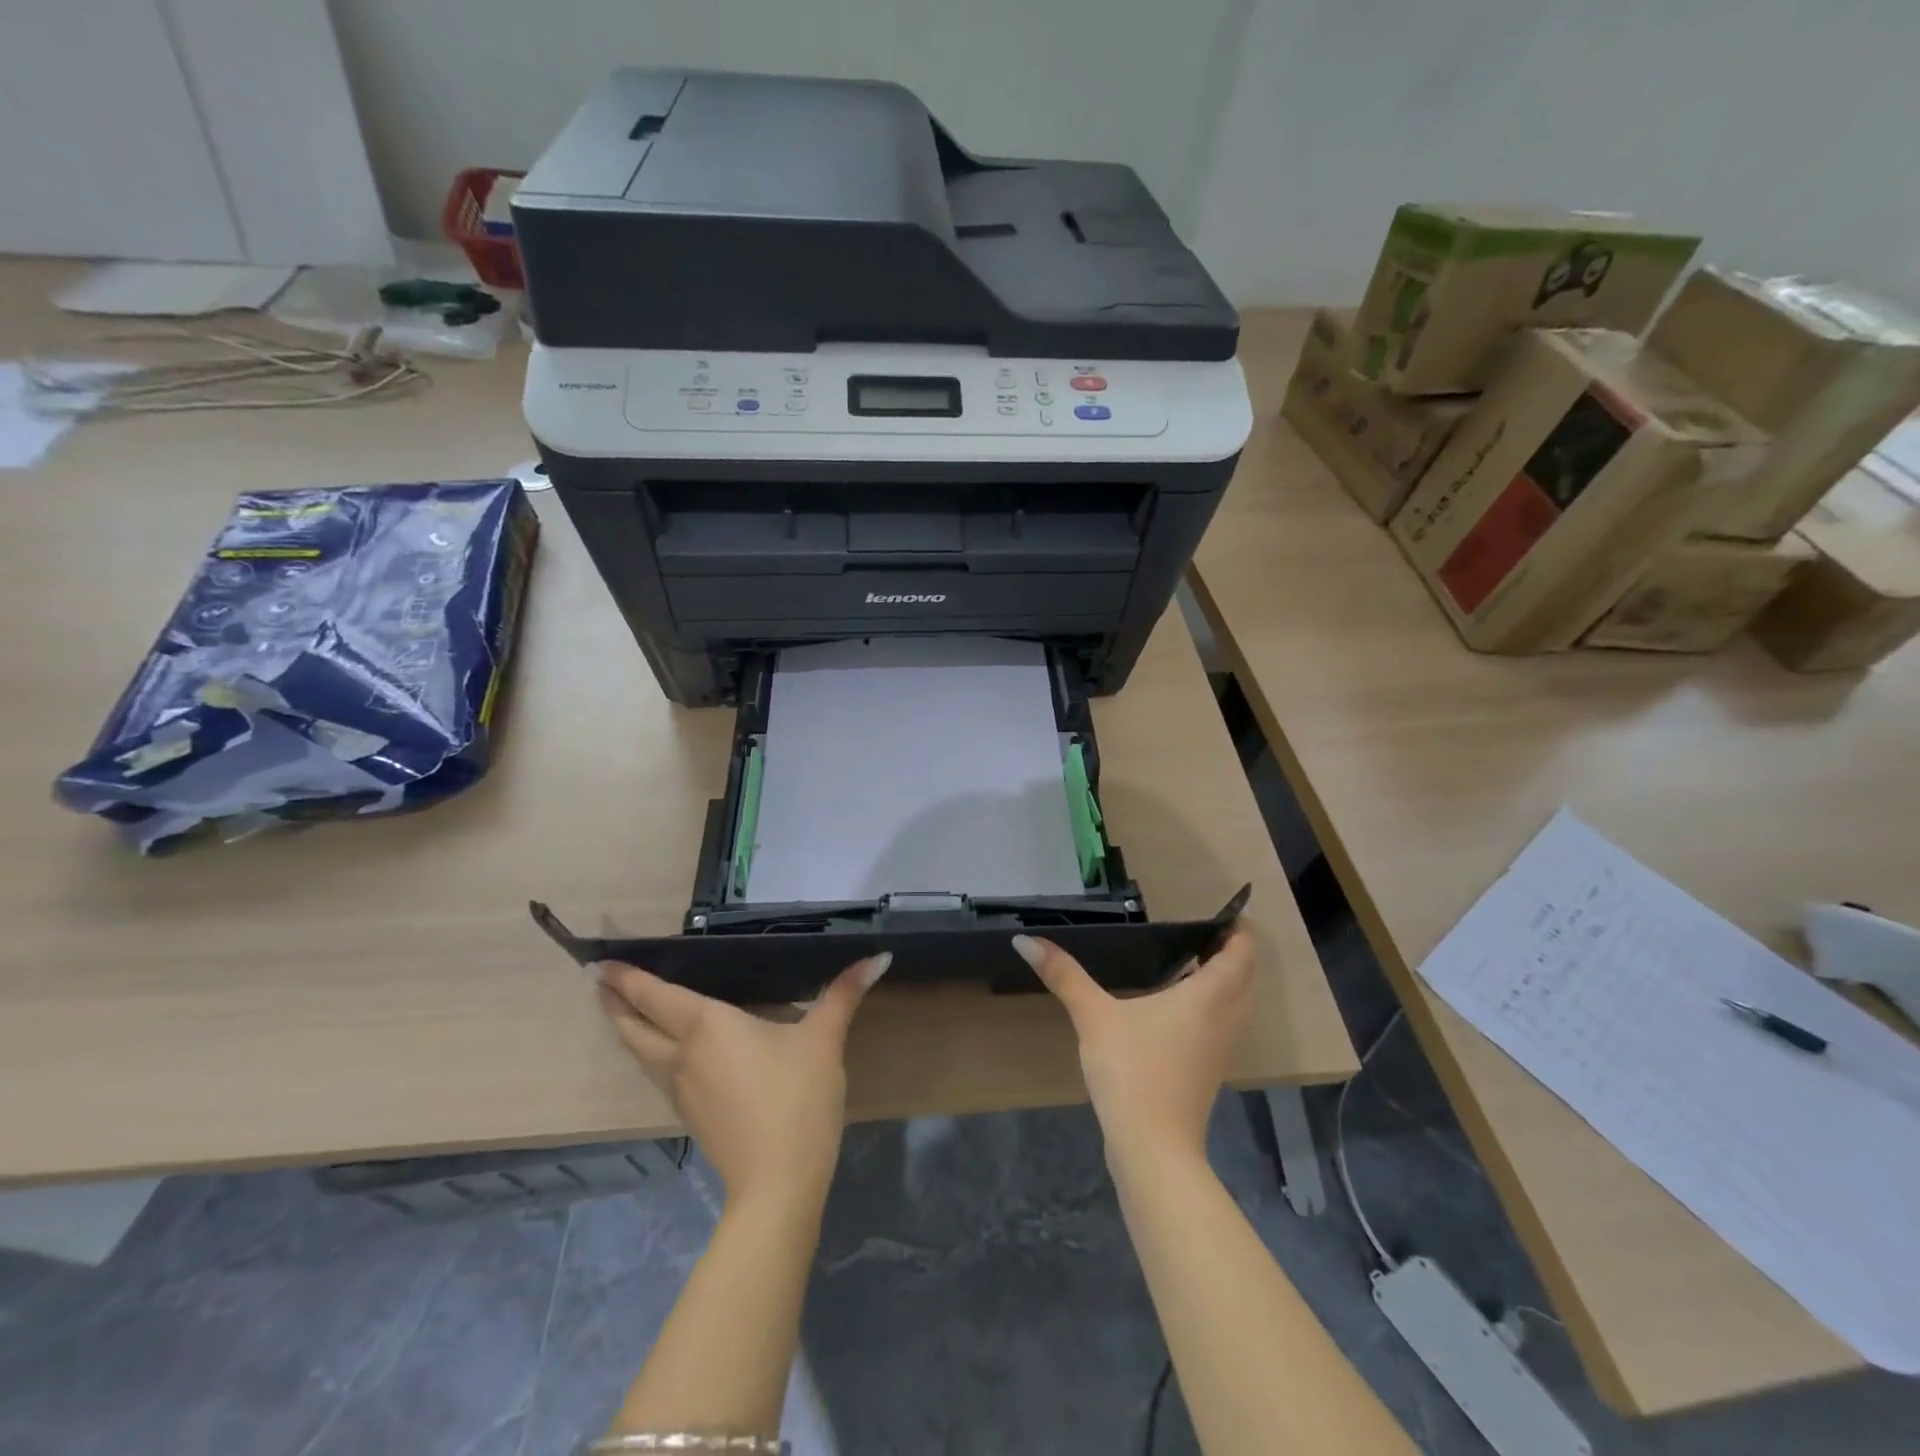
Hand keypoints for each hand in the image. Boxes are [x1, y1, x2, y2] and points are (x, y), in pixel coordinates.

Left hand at [594, 954, 891, 1207]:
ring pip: (641, 1054)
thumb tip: (879, 957)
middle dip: (614, 1003)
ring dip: (626, 1029)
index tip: (599, 962)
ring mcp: (682, 1090)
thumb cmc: (797, 1099)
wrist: (778, 1183)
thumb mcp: (824, 1039)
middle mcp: (683, 1054)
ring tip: (620, 1012)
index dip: (627, 978)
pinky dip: (648, 1053)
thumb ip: (845, 993)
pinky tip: (666, 1054)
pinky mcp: (691, 1116)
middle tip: (596, 981)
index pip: (655, 996)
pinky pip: (658, 1074)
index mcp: (707, 1026)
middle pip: (634, 1027)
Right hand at [1014, 927, 1255, 1168]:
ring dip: (1230, 979)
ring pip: (1242, 1002)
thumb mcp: (1093, 1016)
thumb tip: (1024, 940)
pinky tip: (1182, 1006)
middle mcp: (1226, 1017)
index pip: (1242, 953)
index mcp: (1209, 996)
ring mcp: (1223, 1047)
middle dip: (1235, 951)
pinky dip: (1219, 1004)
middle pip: (1248, 975)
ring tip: (1195, 962)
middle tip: (1203, 932)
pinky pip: (1228, 1022)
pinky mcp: (1212, 1069)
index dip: (1238, 929)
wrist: (1153, 1148)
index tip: (1222, 912)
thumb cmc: (1131, 1071)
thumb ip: (1063, 975)